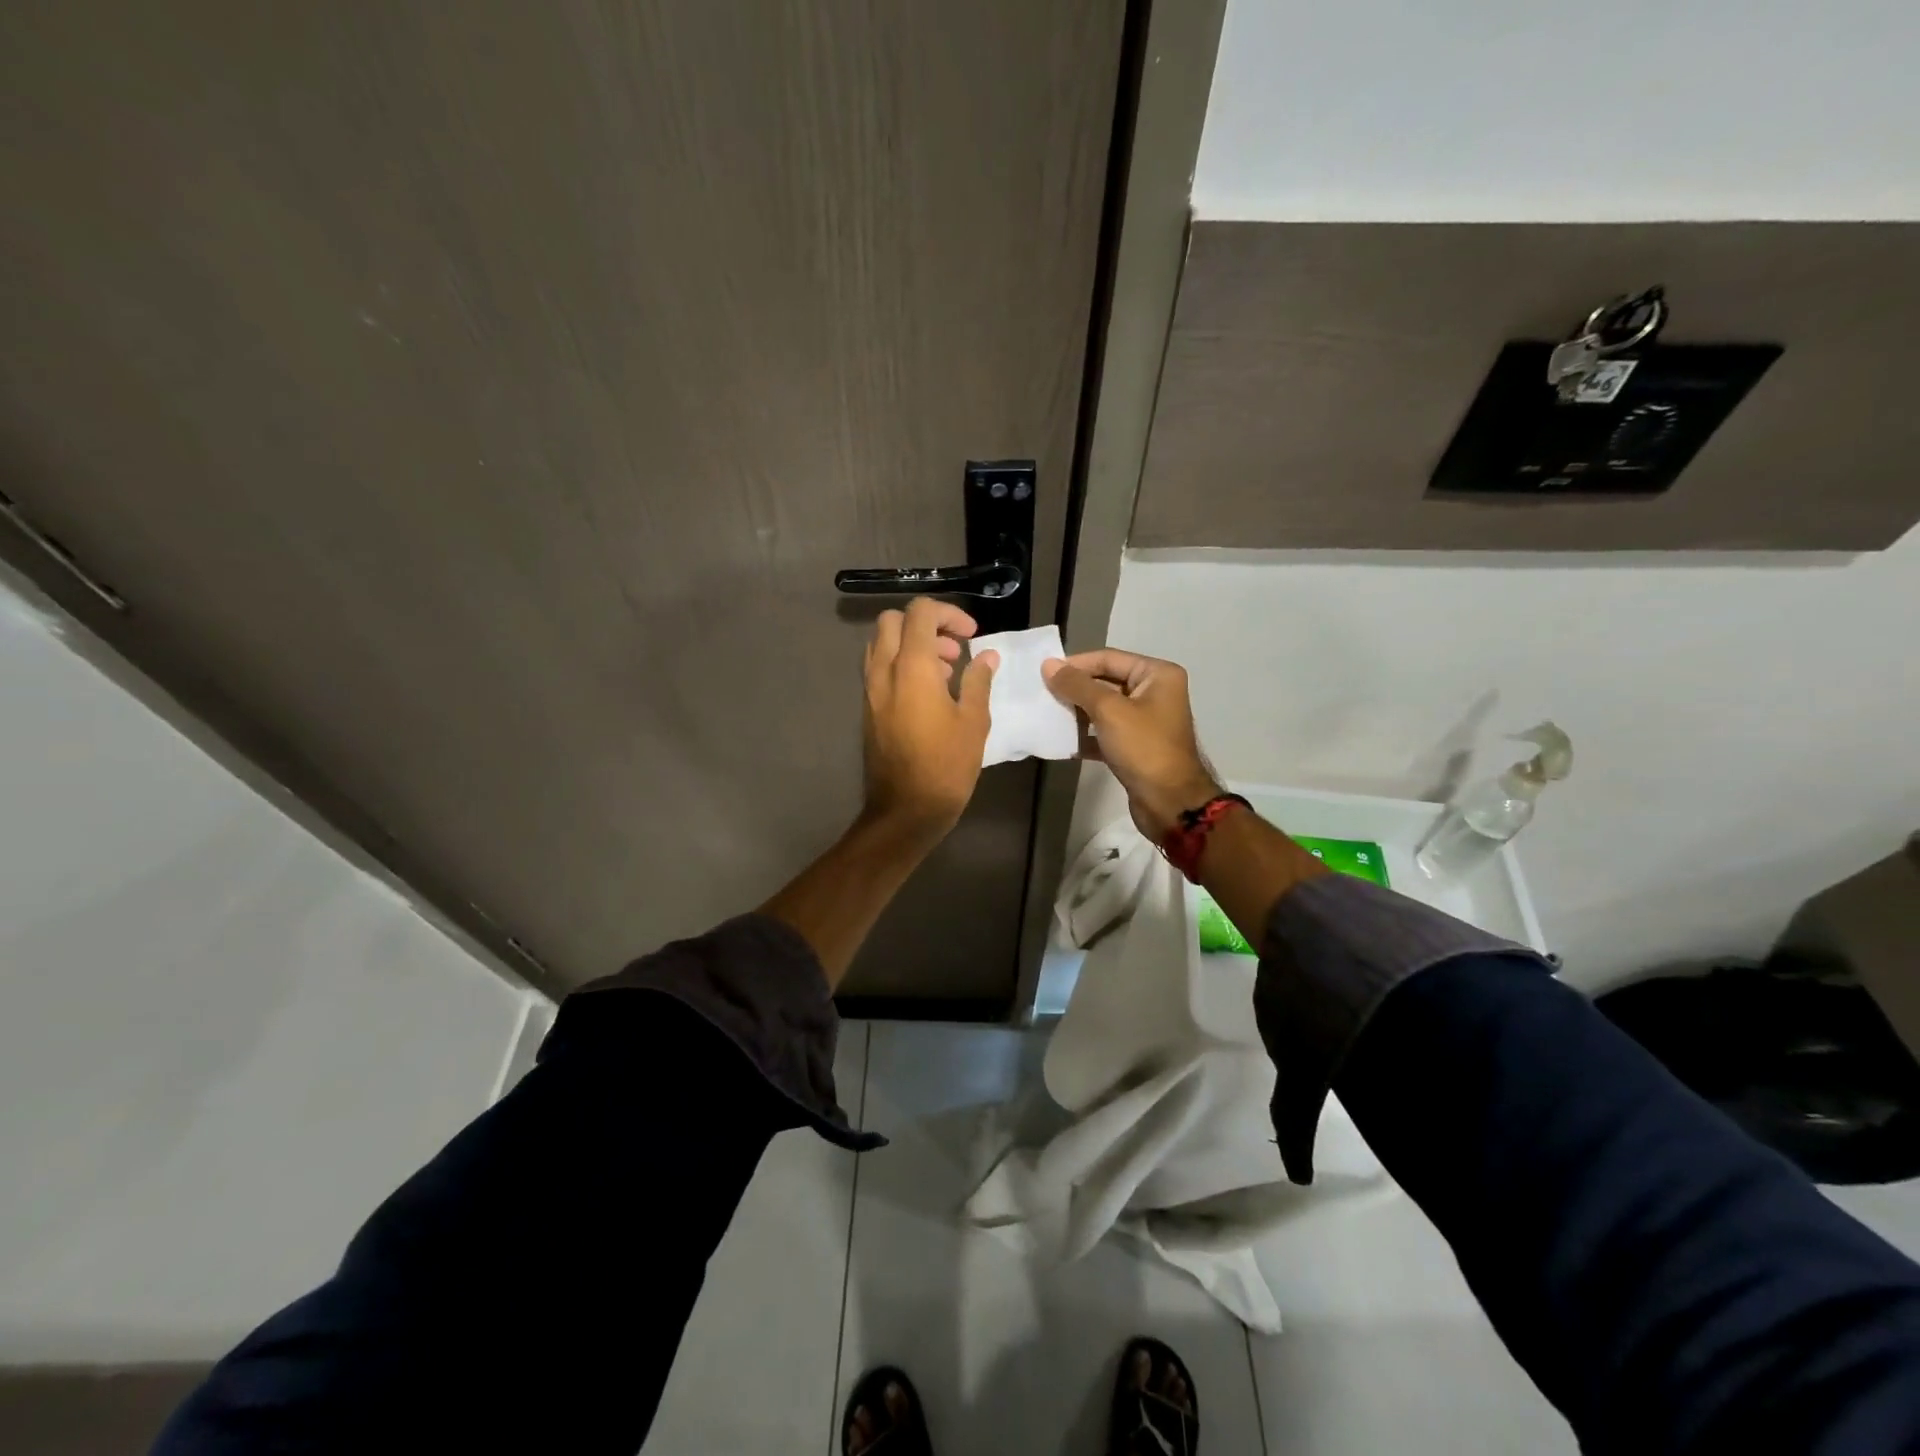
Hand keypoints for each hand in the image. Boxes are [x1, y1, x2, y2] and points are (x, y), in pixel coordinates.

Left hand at [860, 597, 998, 838]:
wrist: (905, 809)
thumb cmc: (946, 765)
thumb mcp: (974, 722)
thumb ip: (978, 681)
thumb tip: (987, 656)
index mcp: (912, 668)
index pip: (920, 613)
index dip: (948, 613)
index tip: (971, 635)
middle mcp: (884, 671)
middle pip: (892, 621)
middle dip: (925, 625)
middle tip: (953, 650)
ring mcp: (870, 690)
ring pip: (881, 644)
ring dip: (910, 645)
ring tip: (943, 673)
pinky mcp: (867, 708)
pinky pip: (878, 669)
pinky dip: (900, 665)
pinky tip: (927, 694)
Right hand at [1043, 648, 1220, 839]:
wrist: (1170, 803)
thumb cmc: (1144, 748)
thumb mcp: (1109, 711)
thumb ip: (1077, 686)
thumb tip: (1048, 665)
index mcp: (1157, 675)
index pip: (1109, 658)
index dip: (1076, 664)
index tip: (1044, 673)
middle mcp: (1154, 693)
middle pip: (1106, 681)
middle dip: (1075, 689)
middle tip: (1042, 694)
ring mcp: (1146, 721)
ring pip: (1104, 709)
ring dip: (1077, 712)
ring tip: (1047, 715)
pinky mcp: (1136, 746)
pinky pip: (1105, 732)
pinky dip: (1086, 736)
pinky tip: (1063, 741)